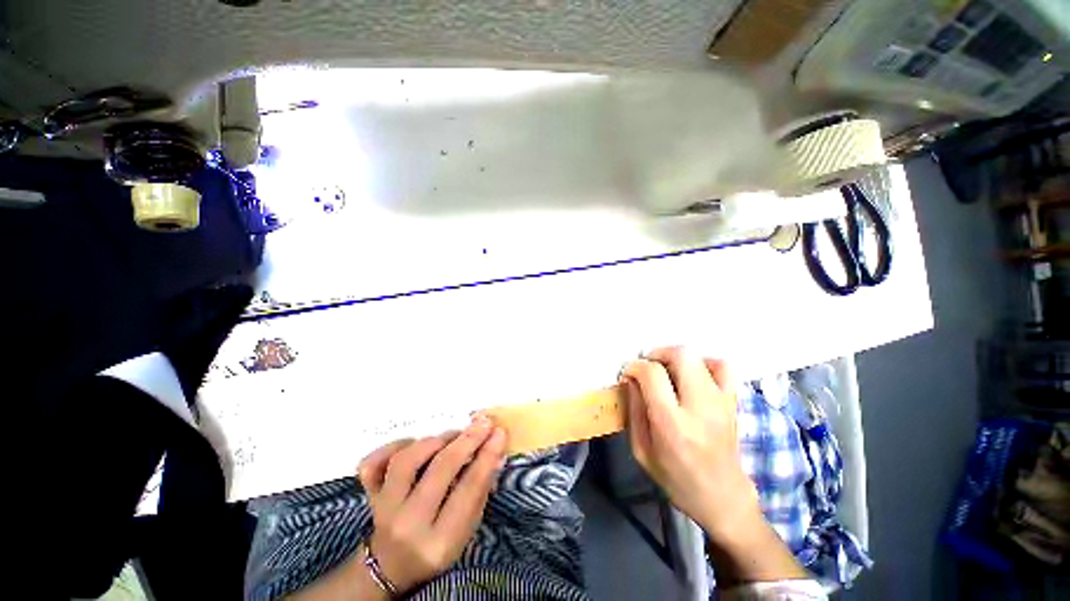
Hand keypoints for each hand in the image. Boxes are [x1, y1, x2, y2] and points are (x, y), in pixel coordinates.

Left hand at [357, 416, 506, 593]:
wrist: (390, 567)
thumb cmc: (437, 547)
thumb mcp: (466, 531)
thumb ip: (480, 491)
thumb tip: (496, 450)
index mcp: (439, 542)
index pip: (469, 490)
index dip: (487, 456)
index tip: (499, 433)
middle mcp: (408, 525)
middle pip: (440, 470)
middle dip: (467, 440)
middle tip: (483, 423)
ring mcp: (383, 508)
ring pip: (407, 461)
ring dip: (435, 441)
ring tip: (453, 435)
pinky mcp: (368, 495)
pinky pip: (373, 463)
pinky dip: (393, 446)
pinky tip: (413, 442)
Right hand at [621, 347, 760, 541]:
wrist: (723, 497)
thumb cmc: (676, 478)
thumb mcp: (641, 450)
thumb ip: (634, 409)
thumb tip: (630, 378)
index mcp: (672, 424)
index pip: (652, 374)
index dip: (635, 367)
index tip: (628, 374)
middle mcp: (700, 407)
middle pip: (680, 355)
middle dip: (657, 354)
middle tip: (647, 367)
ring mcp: (721, 402)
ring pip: (700, 357)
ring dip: (678, 357)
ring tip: (667, 370)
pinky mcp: (733, 401)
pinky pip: (723, 366)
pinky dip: (704, 363)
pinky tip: (693, 375)